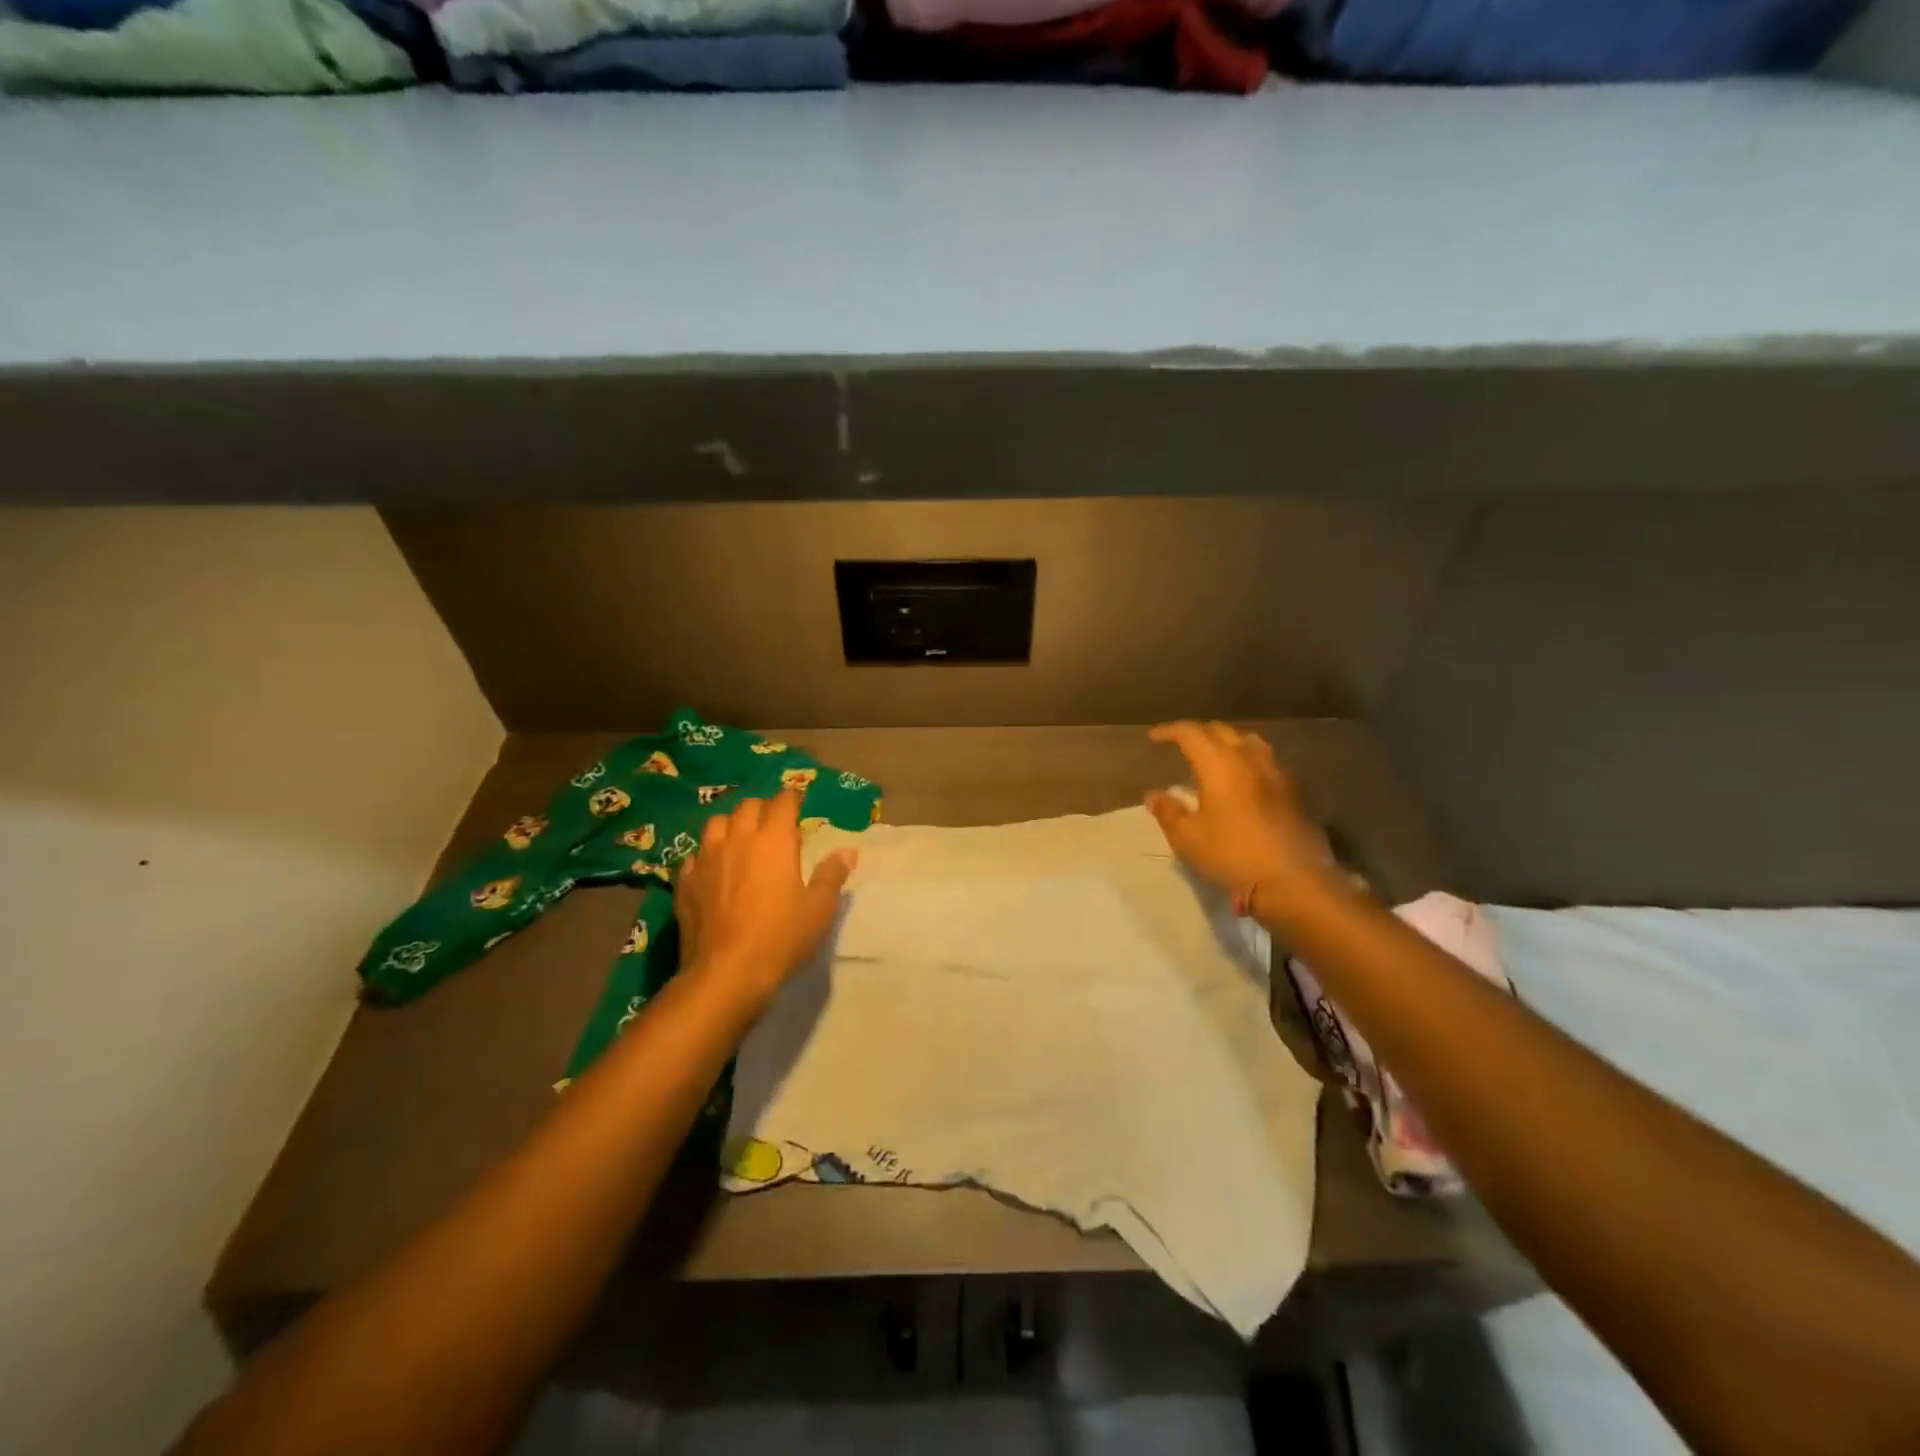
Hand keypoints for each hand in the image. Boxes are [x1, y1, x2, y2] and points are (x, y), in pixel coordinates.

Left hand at [675, 791, 856, 1008]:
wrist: (726, 973)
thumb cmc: (781, 937)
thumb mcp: (819, 909)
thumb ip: (832, 875)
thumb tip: (848, 851)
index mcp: (774, 840)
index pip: (783, 801)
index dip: (792, 798)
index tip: (799, 804)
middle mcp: (738, 839)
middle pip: (748, 806)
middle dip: (763, 808)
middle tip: (774, 825)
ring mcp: (706, 858)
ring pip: (716, 823)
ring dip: (731, 825)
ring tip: (741, 840)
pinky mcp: (685, 881)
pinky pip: (695, 854)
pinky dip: (707, 855)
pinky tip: (713, 870)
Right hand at [1145, 721, 1341, 924]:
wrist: (1293, 880)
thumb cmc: (1231, 855)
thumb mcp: (1187, 838)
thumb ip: (1168, 811)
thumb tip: (1154, 794)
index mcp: (1219, 764)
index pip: (1190, 733)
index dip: (1170, 731)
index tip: (1154, 738)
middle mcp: (1249, 758)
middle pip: (1221, 731)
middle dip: (1198, 733)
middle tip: (1182, 745)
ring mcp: (1277, 772)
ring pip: (1249, 741)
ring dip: (1227, 742)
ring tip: (1216, 756)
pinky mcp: (1296, 790)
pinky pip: (1267, 761)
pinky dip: (1248, 760)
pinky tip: (1245, 779)